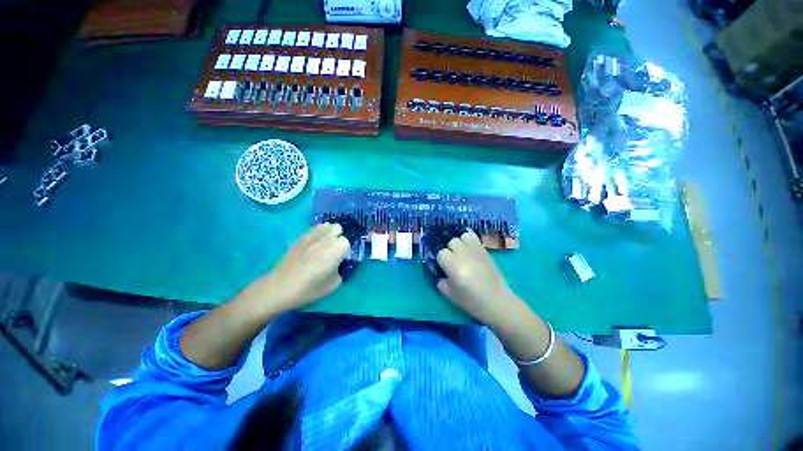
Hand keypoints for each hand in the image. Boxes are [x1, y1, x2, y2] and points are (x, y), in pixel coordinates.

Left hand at [242, 223, 350, 315]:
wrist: (280, 287)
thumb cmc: (310, 288)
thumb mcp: (334, 284)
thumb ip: (341, 270)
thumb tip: (339, 264)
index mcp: (337, 249)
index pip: (347, 243)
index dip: (345, 252)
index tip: (340, 261)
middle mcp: (326, 238)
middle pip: (338, 228)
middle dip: (338, 237)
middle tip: (333, 251)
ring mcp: (312, 236)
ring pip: (326, 225)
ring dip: (329, 234)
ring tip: (324, 246)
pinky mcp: (301, 238)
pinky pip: (314, 229)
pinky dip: (317, 234)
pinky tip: (313, 246)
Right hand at [435, 230, 520, 325]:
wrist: (497, 301)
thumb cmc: (471, 301)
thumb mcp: (450, 294)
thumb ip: (441, 280)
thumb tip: (440, 272)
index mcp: (453, 265)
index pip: (441, 253)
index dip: (440, 259)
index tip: (442, 265)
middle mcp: (463, 254)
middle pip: (451, 241)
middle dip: (449, 248)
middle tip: (452, 258)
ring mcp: (475, 250)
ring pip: (463, 235)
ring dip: (459, 241)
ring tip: (460, 249)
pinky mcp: (485, 250)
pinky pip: (474, 237)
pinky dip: (468, 239)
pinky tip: (468, 246)